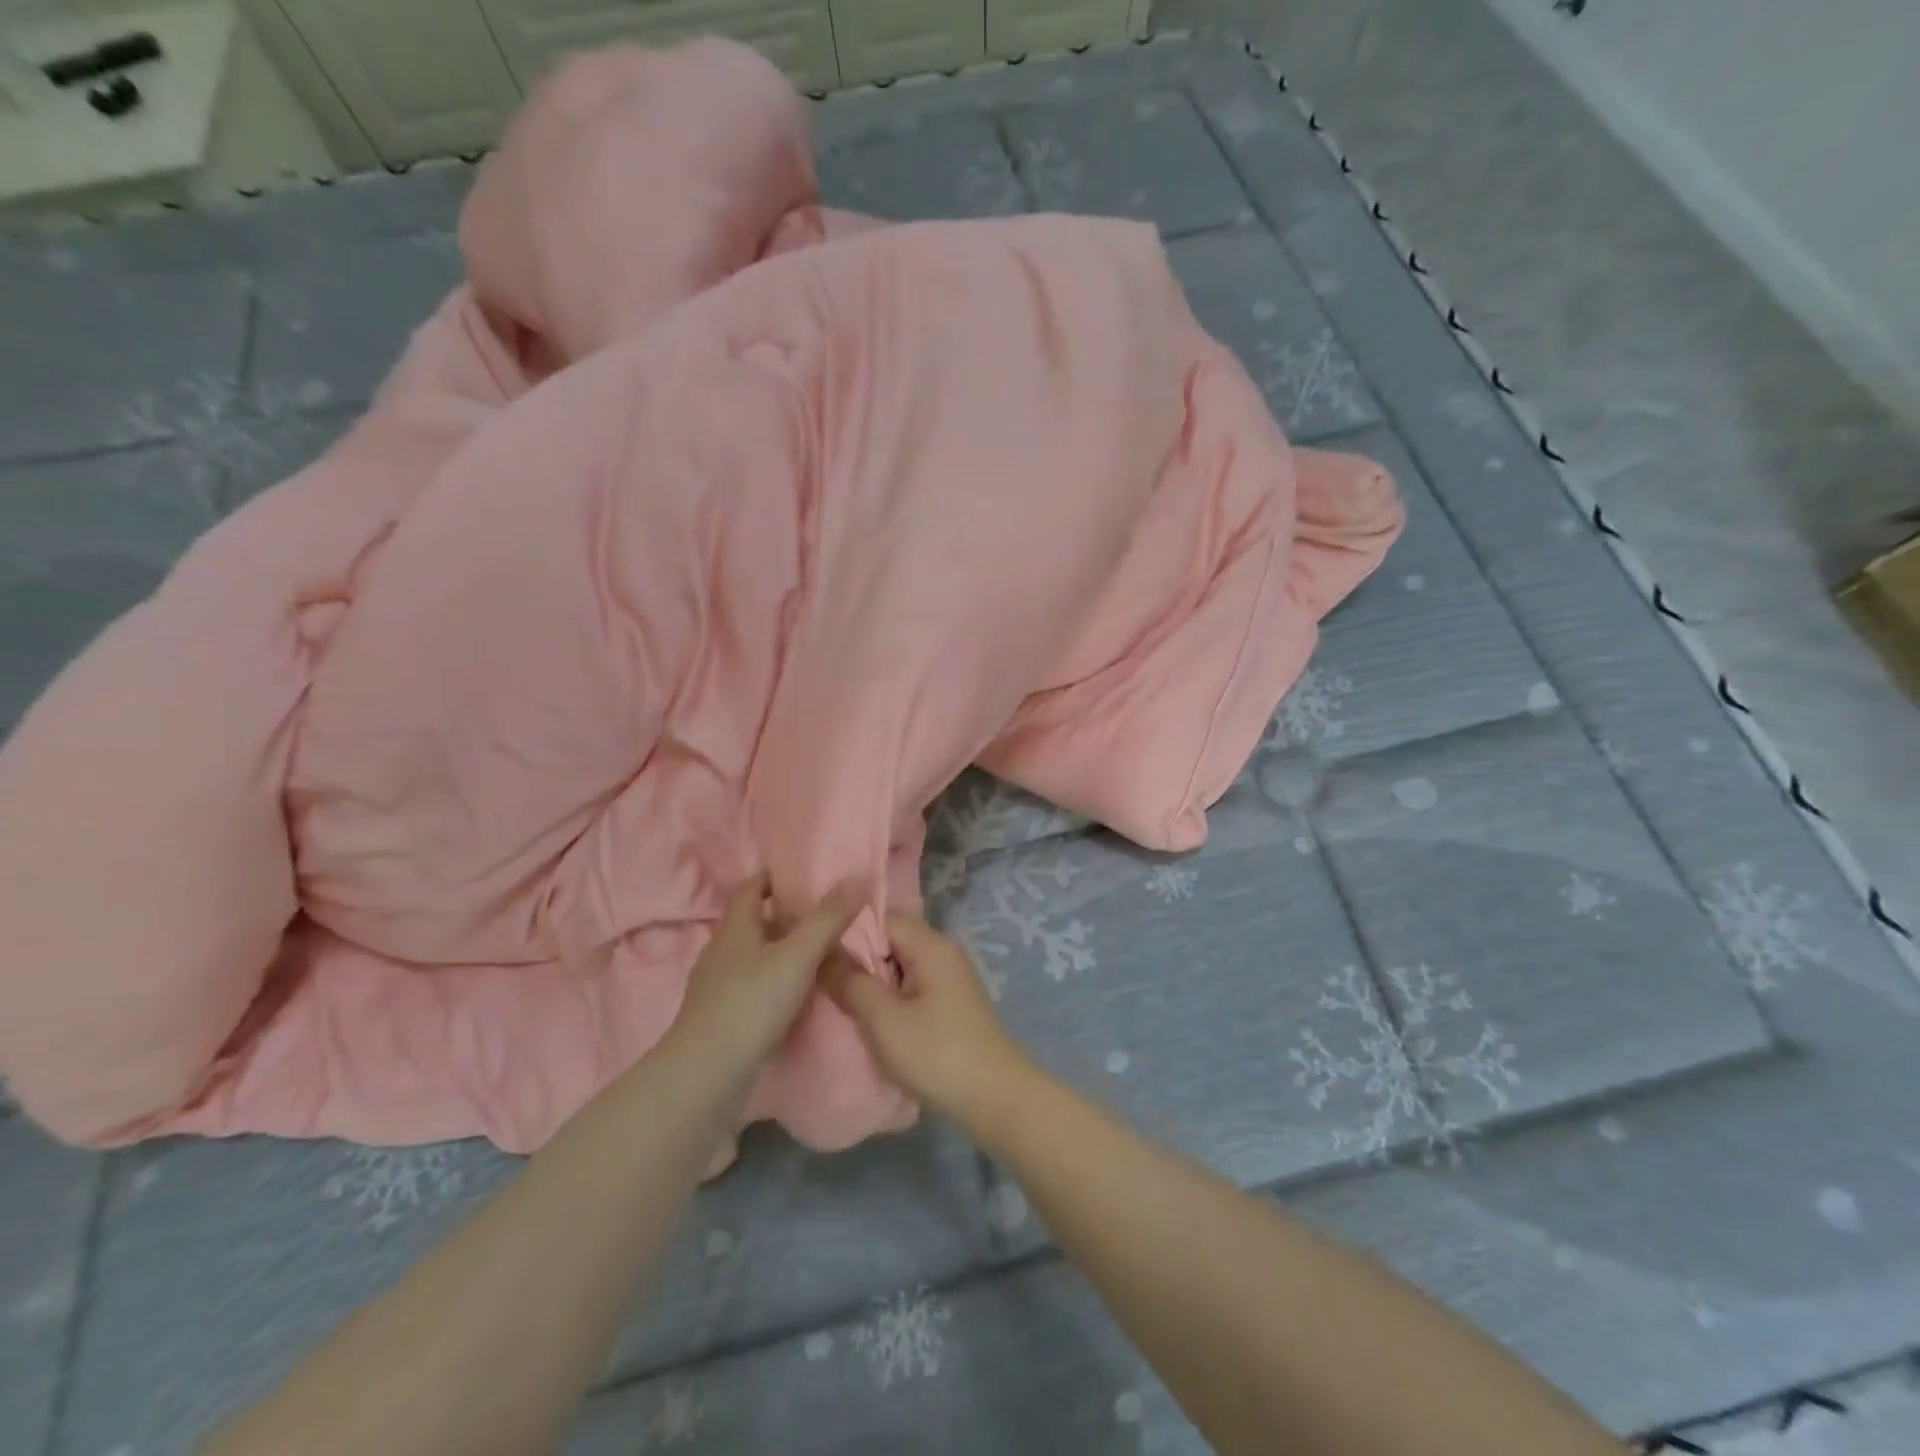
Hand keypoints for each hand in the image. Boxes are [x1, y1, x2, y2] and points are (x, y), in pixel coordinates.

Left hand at [675, 875, 862, 1066]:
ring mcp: (715, 987)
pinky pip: (750, 988)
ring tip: (814, 955)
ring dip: (778, 952)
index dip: (773, 878)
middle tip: (820, 915)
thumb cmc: (752, 1002)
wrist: (707, 1075)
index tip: (801, 875)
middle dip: (782, 916)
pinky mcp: (719, 1018)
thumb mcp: (798, 955)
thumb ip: (828, 918)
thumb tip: (855, 877)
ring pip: (751, 957)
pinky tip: (794, 996)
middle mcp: (721, 951)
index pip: (750, 888)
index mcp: (735, 928)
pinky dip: (772, 983)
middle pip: (752, 923)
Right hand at [823, 913, 1037, 1133]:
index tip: (816, 952)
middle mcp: (943, 953)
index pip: (882, 917)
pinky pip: (911, 986)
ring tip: (840, 1000)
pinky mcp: (950, 1004)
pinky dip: (890, 997)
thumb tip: (823, 955)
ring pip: (900, 965)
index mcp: (931, 946)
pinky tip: (871, 1019)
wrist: (995, 1098)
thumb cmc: (937, 1054)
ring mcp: (949, 979)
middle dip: (857, 958)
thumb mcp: (884, 1020)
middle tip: (822, 979)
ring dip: (873, 981)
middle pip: (891, 939)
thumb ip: (851, 983)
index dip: (848, 930)